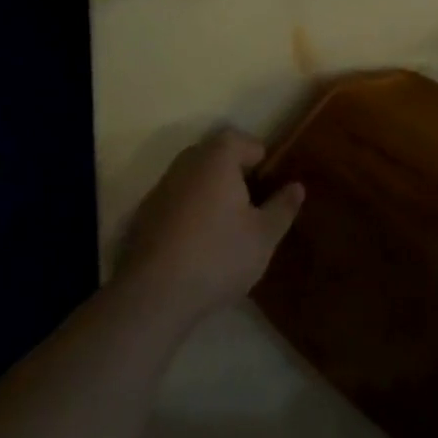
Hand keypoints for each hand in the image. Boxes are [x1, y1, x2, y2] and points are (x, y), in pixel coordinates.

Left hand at [115, 130, 302, 324]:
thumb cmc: (218, 256)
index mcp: (216, 160)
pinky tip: (198, 242)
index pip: (240, 140)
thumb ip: (283, 207)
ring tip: (226, 222)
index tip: (269, 181)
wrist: (153, 297)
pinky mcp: (142, 219)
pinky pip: (174, 202)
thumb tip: (296, 186)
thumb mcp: (264, 235)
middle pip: (212, 155)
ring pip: (191, 178)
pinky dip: (188, 211)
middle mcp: (185, 166)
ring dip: (208, 191)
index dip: (258, 156)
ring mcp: (159, 191)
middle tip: (251, 198)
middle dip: (232, 170)